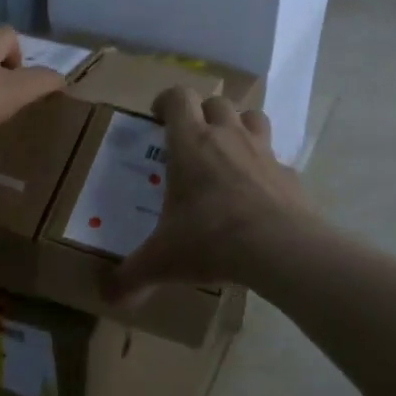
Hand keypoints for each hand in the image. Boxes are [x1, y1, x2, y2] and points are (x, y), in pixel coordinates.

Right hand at [108, 86, 314, 302]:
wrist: (279, 247)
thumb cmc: (211, 239)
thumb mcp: (162, 261)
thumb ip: (131, 276)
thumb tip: (107, 298)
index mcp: (191, 143)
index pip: (178, 97)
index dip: (166, 100)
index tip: (158, 116)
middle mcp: (228, 136)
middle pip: (217, 101)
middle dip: (203, 112)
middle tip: (192, 138)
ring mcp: (263, 151)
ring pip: (253, 117)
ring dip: (240, 125)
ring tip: (229, 150)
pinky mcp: (289, 173)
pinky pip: (276, 158)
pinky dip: (265, 167)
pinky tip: (258, 192)